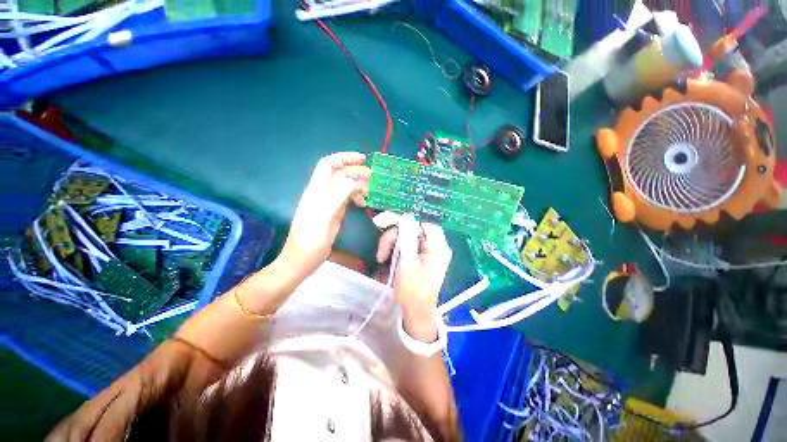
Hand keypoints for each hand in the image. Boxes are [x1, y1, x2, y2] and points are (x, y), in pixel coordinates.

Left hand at [280, 152, 369, 280]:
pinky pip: (347, 198)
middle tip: (374, 180)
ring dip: (359, 185)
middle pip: (340, 174)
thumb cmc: (309, 242)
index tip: (363, 159)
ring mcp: (328, 203)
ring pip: (345, 186)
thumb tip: (352, 180)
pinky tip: (363, 203)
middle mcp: (322, 193)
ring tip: (371, 192)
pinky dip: (357, 196)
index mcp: (316, 191)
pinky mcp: (334, 212)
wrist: (301, 261)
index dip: (344, 158)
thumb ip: (336, 196)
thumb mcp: (322, 218)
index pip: (328, 165)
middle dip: (357, 172)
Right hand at [377, 214, 451, 339]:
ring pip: (408, 237)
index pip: (422, 223)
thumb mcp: (406, 262)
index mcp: (438, 246)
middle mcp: (436, 246)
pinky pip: (409, 245)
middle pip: (413, 229)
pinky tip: (387, 257)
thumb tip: (406, 216)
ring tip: (381, 257)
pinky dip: (397, 248)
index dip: (403, 221)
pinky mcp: (423, 257)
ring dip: (392, 244)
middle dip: (394, 237)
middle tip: (380, 250)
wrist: (415, 313)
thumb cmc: (411, 290)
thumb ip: (407, 237)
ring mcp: (430, 252)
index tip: (385, 224)